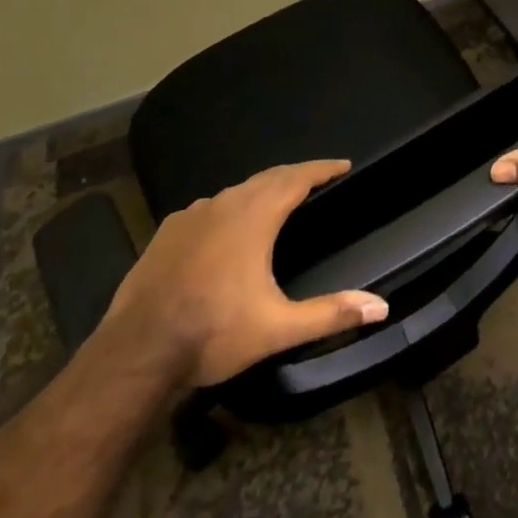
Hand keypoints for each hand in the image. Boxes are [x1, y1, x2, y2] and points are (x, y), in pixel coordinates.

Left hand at [102, 159, 388, 389]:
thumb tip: (381, 307)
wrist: (136, 351)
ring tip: (277, 203)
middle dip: (296, 175)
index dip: (323, 169)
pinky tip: (226, 230)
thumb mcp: (277, 328)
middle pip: (268, 177)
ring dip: (261, 191)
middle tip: (317, 180)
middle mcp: (224, 203)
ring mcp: (192, 215)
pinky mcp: (167, 231)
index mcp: (255, 216)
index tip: (344, 165)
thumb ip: (330, 313)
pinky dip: (228, 209)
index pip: (298, 177)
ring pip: (235, 191)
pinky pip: (208, 209)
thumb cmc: (213, 332)